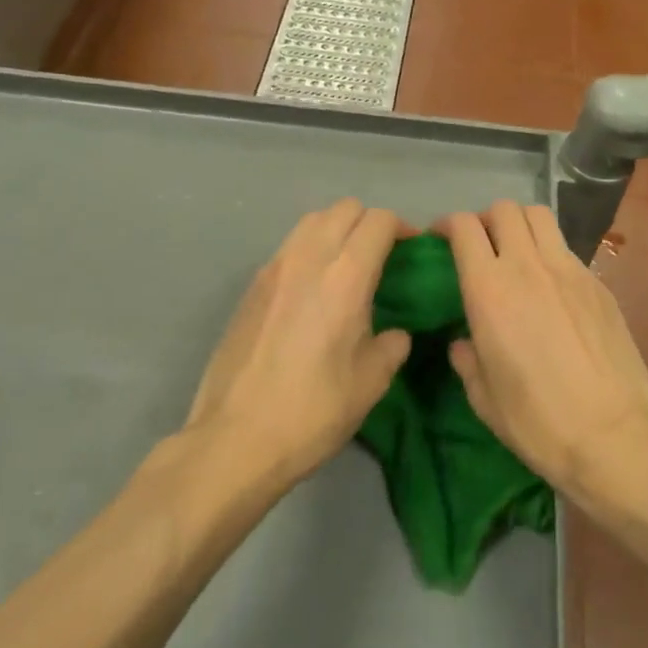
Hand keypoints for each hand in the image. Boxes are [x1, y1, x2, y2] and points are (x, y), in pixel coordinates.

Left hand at [187, 199, 412, 487]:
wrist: (235, 439)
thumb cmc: (312, 411)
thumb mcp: (370, 384)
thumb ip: (391, 346)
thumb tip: (394, 334)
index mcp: (345, 277)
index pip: (379, 221)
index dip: (402, 227)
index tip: (412, 250)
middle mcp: (308, 258)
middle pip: (344, 208)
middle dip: (369, 222)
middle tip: (382, 255)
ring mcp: (274, 268)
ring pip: (312, 220)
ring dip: (337, 229)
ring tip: (347, 266)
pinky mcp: (252, 285)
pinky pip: (289, 246)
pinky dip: (310, 249)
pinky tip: (313, 289)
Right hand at [440, 202, 647, 502]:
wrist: (615, 436)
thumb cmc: (538, 422)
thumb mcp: (484, 398)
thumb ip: (466, 360)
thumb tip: (463, 342)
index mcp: (490, 289)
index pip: (464, 227)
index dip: (447, 224)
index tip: (440, 238)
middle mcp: (528, 265)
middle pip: (504, 209)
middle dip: (485, 219)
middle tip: (481, 246)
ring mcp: (569, 269)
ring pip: (539, 216)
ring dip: (520, 224)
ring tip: (516, 252)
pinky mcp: (598, 283)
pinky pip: (566, 249)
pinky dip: (549, 253)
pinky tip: (551, 287)